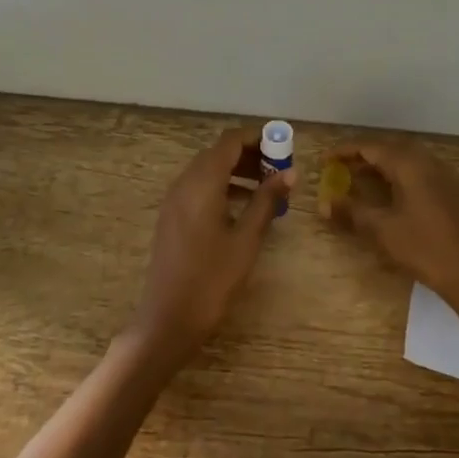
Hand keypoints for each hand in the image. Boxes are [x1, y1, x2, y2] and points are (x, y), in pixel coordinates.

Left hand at [132, 129, 291, 366]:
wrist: (169, 319)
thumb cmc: (212, 279)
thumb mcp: (246, 239)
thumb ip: (266, 201)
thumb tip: (289, 173)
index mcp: (201, 182)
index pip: (230, 141)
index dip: (257, 138)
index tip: (284, 147)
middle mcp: (184, 183)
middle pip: (218, 153)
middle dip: (250, 154)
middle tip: (280, 170)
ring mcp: (174, 200)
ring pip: (208, 170)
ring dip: (237, 171)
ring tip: (268, 189)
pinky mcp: (172, 217)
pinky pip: (199, 188)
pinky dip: (223, 187)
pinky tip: (243, 208)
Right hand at [327, 136, 458, 322]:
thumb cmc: (425, 249)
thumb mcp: (382, 231)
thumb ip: (351, 212)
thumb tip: (325, 204)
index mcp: (411, 166)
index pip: (371, 148)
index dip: (345, 151)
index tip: (324, 159)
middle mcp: (430, 163)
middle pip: (392, 149)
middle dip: (364, 155)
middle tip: (342, 166)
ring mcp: (447, 177)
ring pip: (409, 160)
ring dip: (384, 165)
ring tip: (363, 178)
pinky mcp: (457, 192)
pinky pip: (423, 172)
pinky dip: (402, 175)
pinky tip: (395, 194)